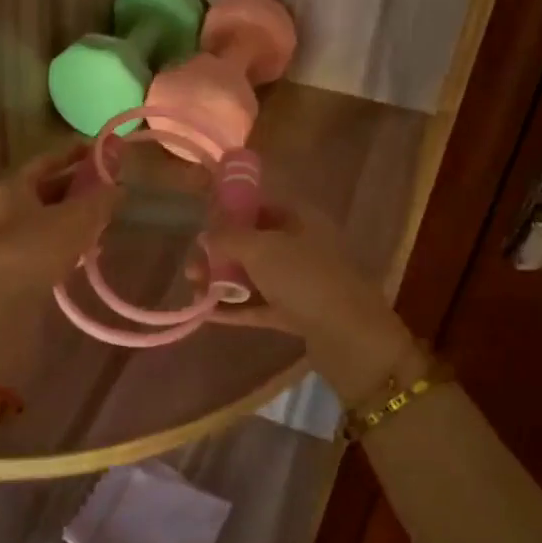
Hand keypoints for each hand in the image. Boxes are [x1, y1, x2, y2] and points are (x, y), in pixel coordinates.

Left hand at [0, 142, 119, 384]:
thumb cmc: (34, 251)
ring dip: (75, 220)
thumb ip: (101, 200)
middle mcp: (3, 209)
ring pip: (47, 221)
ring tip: (107, 222)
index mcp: (11, 186)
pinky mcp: (13, 271)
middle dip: (80, 190)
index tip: (103, 152)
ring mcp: (5, 242)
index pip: (47, 160)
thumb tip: (120, 188)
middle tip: (112, 190)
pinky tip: (89, 254)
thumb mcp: (76, 219)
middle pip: (47, 191)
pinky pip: (45, 248)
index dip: (76, 154)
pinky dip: (67, 245)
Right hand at [205, 199, 422, 400]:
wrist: (349, 336)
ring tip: (195, 290)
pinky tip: (208, 312)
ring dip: (225, 281)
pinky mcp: (299, 314)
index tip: (203, 227)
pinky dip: (237, 307)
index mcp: (302, 219)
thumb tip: (206, 235)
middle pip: (255, 243)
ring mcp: (302, 282)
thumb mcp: (260, 249)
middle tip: (192, 268)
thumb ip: (228, 238)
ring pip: (256, 276)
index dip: (231, 214)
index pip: (261, 206)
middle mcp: (303, 246)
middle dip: (221, 254)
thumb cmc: (305, 278)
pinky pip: (262, 305)